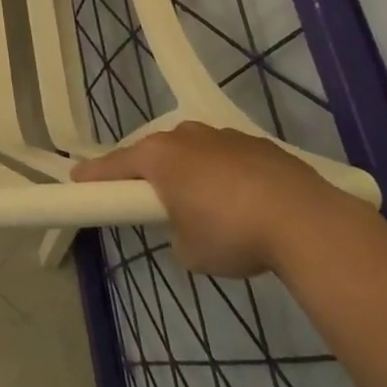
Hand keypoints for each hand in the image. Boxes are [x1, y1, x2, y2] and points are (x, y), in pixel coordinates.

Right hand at [73, 122, 360, 277]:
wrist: (309, 224)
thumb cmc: (233, 234)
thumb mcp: (189, 250)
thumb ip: (174, 232)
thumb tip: (186, 227)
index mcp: (158, 157)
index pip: (114, 165)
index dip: (94, 176)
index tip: (77, 181)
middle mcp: (185, 137)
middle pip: (156, 153)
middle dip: (152, 175)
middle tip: (155, 203)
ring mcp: (225, 137)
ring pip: (195, 152)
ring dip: (194, 173)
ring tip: (212, 208)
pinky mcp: (261, 145)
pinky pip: (230, 159)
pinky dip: (229, 176)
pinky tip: (247, 204)